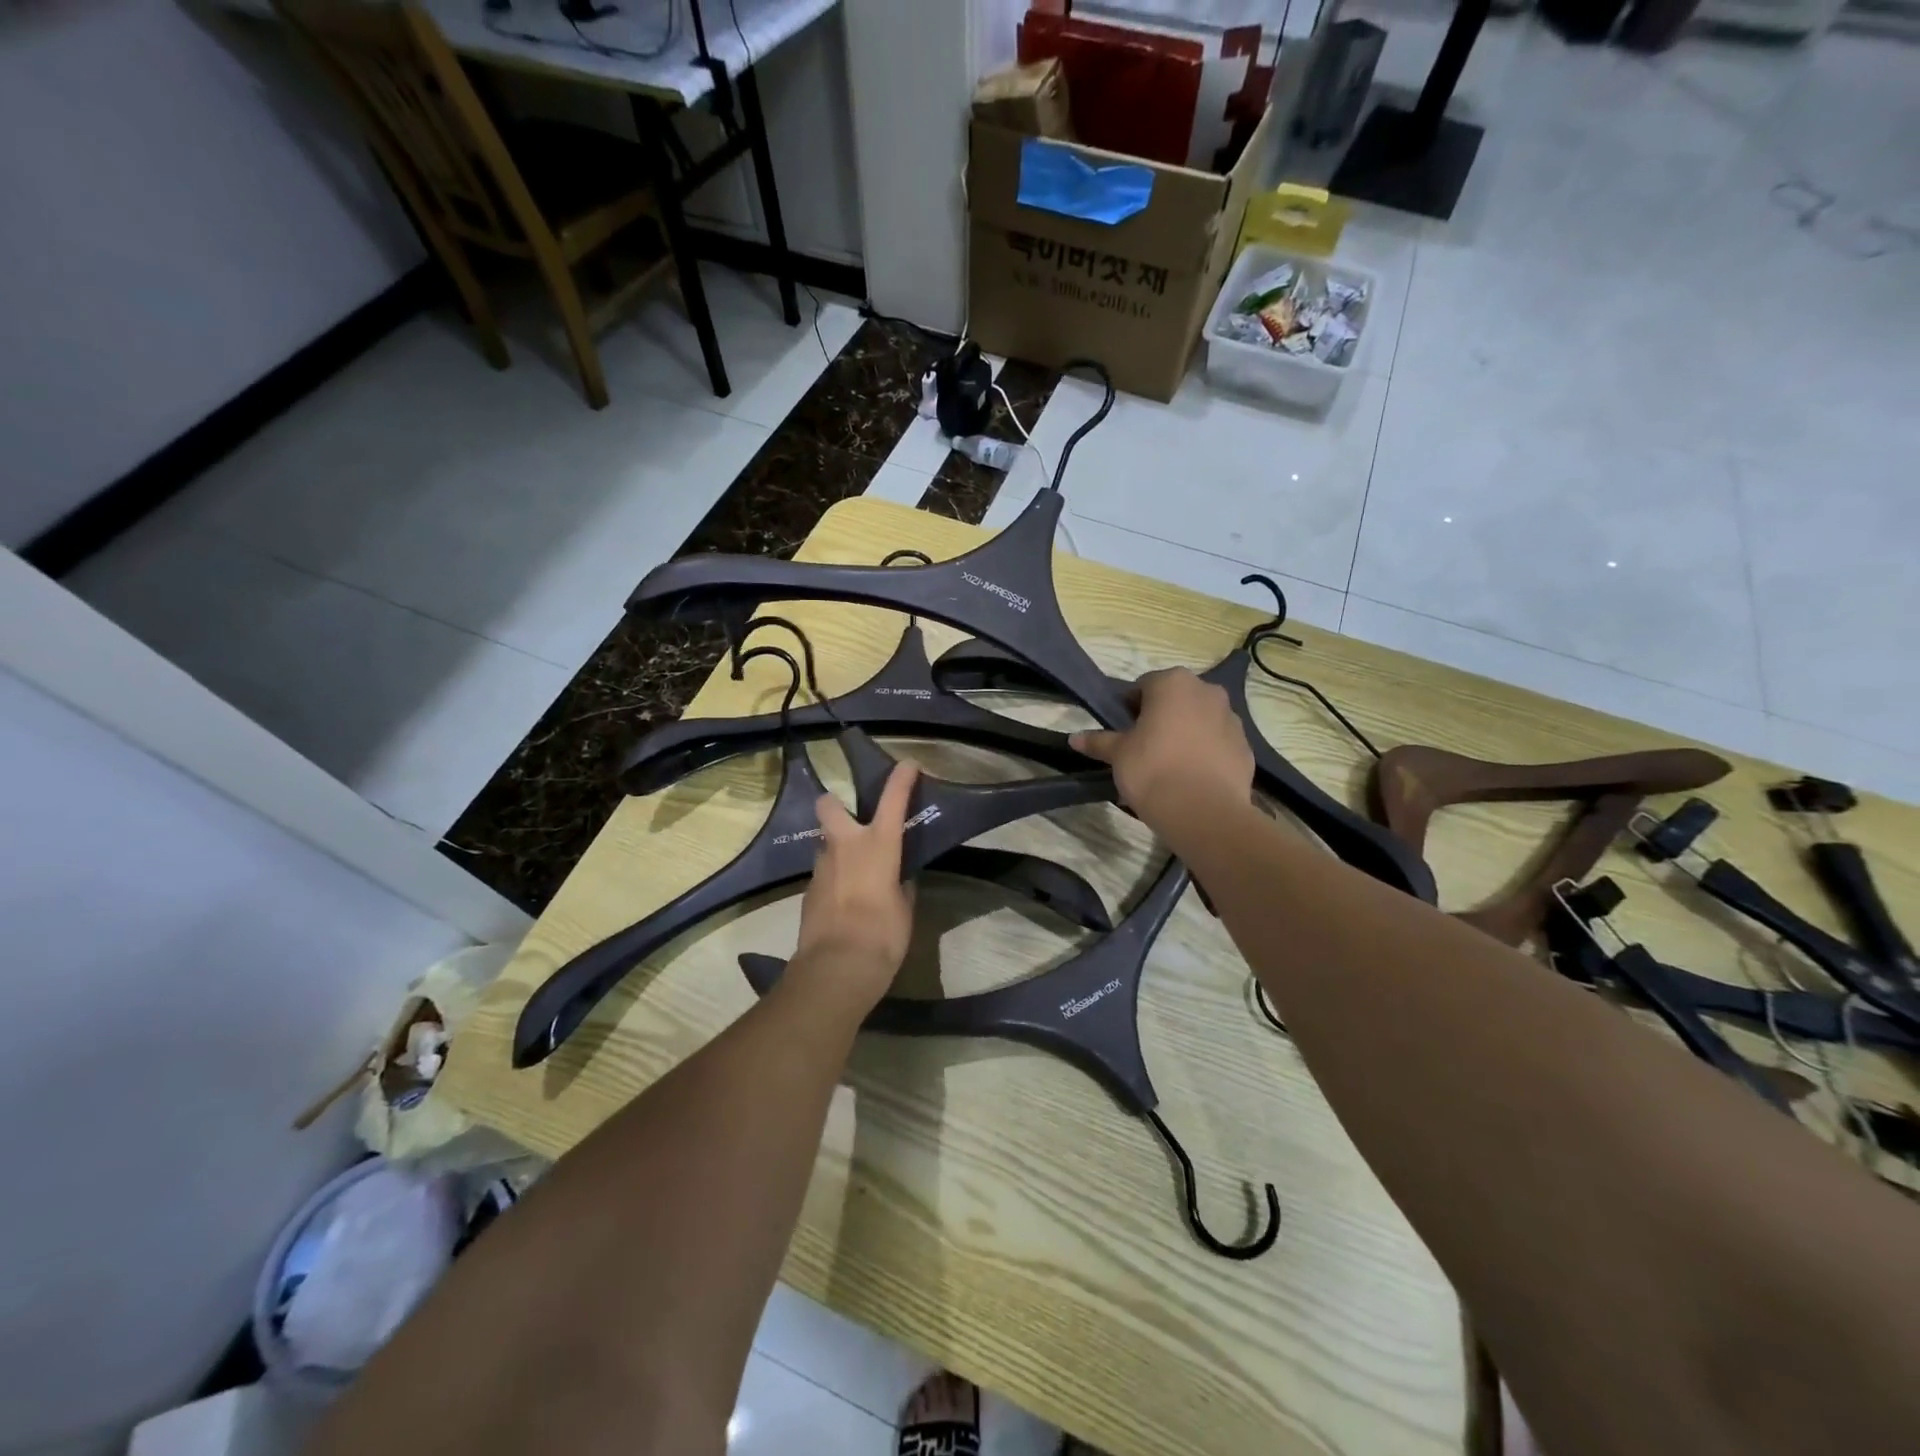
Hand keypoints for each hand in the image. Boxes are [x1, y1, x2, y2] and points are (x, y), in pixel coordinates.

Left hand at [793, 761, 919, 1006]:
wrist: (836, 968)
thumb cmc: (883, 935)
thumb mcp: (904, 909)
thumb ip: (900, 886)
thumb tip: (897, 880)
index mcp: (878, 845)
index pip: (893, 800)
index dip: (901, 778)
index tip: (907, 764)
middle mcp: (845, 846)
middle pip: (829, 806)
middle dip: (837, 804)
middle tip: (853, 821)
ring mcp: (821, 867)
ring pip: (826, 843)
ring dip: (838, 850)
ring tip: (855, 873)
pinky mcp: (808, 891)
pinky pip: (823, 874)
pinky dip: (834, 879)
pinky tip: (845, 902)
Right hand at [1071, 668, 1253, 829]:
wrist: (1203, 811)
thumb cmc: (1152, 770)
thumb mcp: (1117, 755)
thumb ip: (1098, 741)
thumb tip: (1074, 738)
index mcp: (1173, 683)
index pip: (1144, 686)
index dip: (1129, 707)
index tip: (1122, 730)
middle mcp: (1207, 692)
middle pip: (1176, 700)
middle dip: (1161, 717)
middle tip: (1143, 746)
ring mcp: (1232, 719)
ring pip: (1200, 720)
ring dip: (1186, 733)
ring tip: (1170, 765)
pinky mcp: (1245, 747)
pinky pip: (1218, 743)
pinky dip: (1206, 753)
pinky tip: (1192, 777)